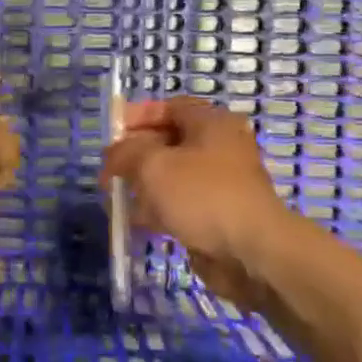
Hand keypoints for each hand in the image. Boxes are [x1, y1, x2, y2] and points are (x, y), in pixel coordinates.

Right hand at [100, 97, 302, 310]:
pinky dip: (158, 209)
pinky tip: (137, 221)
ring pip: (172, 176)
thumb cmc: (202, 195)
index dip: (137, 116)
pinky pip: (180, 204)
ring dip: (143, 185)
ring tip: (116, 198)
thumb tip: (113, 156)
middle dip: (135, 155)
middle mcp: (219, 148)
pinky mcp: (218, 215)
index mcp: (212, 123)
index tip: (112, 133)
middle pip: (168, 142)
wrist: (251, 253)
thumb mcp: (153, 165)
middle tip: (110, 170)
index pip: (169, 107)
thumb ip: (125, 153)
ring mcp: (220, 183)